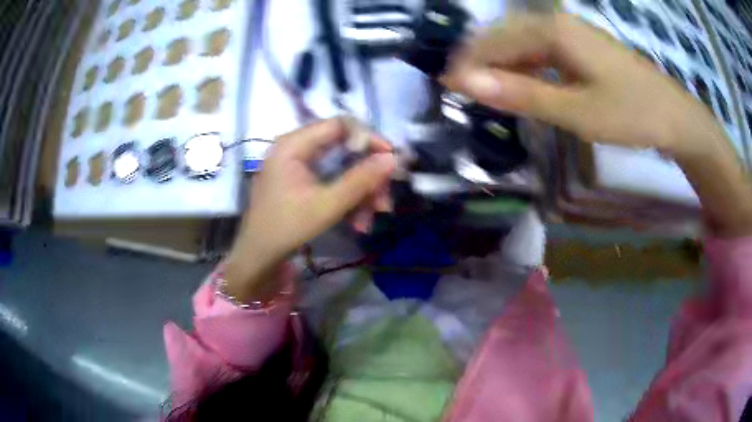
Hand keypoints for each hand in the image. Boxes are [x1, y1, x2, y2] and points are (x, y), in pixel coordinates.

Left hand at [225, 118, 394, 301]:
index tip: (391, 160)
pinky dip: (347, 199)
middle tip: (384, 200)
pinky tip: (358, 223)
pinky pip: (331, 181)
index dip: (369, 139)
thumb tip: (393, 159)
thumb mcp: (326, 205)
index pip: (341, 125)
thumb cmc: (286, 228)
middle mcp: (296, 147)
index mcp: (294, 144)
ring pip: (341, 168)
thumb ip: (360, 180)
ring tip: (371, 220)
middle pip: (344, 149)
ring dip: (361, 193)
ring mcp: (298, 165)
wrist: (259, 257)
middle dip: (367, 176)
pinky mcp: (301, 181)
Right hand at [442, 13, 723, 158]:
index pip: (494, 41)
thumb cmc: (630, 113)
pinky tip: (521, 85)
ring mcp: (570, 33)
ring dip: (501, 65)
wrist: (674, 116)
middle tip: (463, 93)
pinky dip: (524, 67)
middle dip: (480, 62)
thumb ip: (522, 94)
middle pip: (504, 35)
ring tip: (486, 92)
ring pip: (521, 42)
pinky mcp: (580, 47)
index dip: (468, 65)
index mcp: (552, 30)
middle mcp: (556, 22)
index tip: (448, 90)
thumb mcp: (575, 111)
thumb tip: (468, 84)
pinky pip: (540, 50)